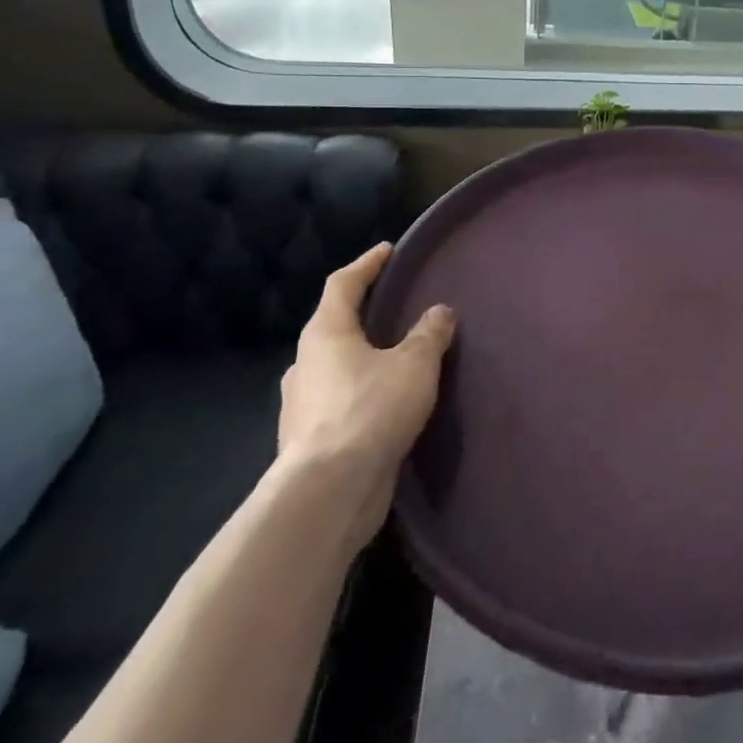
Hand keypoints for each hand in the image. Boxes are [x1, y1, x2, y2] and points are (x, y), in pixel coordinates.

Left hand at [278, 241, 454, 539]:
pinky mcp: (310, 438)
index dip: (367, 264)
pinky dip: (362, 392)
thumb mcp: (414, 365)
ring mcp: (303, 403)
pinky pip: (340, 401)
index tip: (388, 251)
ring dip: (363, 356)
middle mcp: (306, 363)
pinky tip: (387, 404)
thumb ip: (429, 334)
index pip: (343, 284)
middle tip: (396, 307)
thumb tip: (440, 312)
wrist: (328, 491)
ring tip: (397, 358)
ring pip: (336, 366)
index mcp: (326, 333)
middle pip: (335, 325)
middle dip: (364, 313)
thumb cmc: (370, 410)